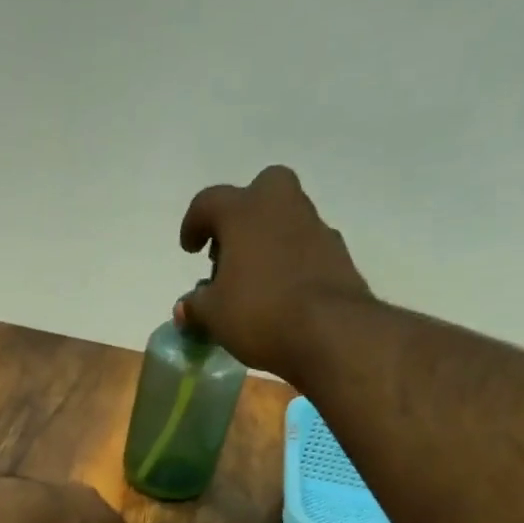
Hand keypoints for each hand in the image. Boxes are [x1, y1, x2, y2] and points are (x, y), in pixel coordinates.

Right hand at [177, 166, 374, 380]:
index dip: (193, 224)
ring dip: (268, 240)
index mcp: (244, 212)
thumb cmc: (259, 312)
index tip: (190, 249)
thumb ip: (196, 305)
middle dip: (242, 213)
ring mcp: (315, 227)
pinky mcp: (338, 253)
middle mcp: (281, 207)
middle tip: (230, 250)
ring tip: (254, 281)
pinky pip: (306, 248)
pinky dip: (291, 262)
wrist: (330, 332)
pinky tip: (282, 294)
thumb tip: (185, 306)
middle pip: (260, 190)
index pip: (209, 202)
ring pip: (286, 219)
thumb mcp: (213, 315)